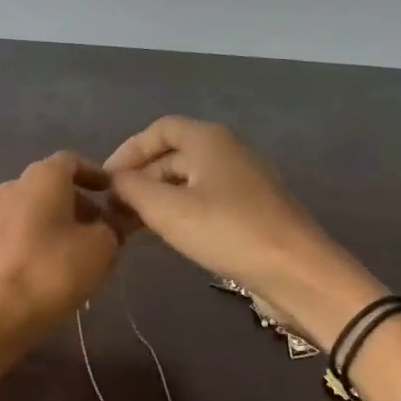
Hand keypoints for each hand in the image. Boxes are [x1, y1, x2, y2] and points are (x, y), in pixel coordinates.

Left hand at [0, 152, 121, 332]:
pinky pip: (14, 232)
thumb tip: (110, 224)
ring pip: (30, 210)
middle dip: (76, 203)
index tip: (110, 193)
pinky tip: (45, 266)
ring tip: (75, 251)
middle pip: (49, 186)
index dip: (94, 174)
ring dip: (54, 223)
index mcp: (42, 177)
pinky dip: (33, 240)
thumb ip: (112, 228)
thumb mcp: (101, 248)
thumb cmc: (53, 270)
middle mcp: (11, 186)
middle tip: (99, 228)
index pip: (71, 161)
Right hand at [103, 117, 323, 288]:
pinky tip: (165, 234)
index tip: (105, 180)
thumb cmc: (226, 230)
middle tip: (113, 208)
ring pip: (187, 179)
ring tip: (132, 224)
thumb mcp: (166, 209)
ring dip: (157, 196)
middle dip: (140, 177)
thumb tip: (113, 180)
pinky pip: (204, 198)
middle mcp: (226, 151)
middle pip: (172, 154)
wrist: (295, 270)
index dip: (128, 150)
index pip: (158, 130)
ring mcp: (242, 180)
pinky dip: (179, 209)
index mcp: (208, 139)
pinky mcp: (250, 208)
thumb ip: (131, 188)